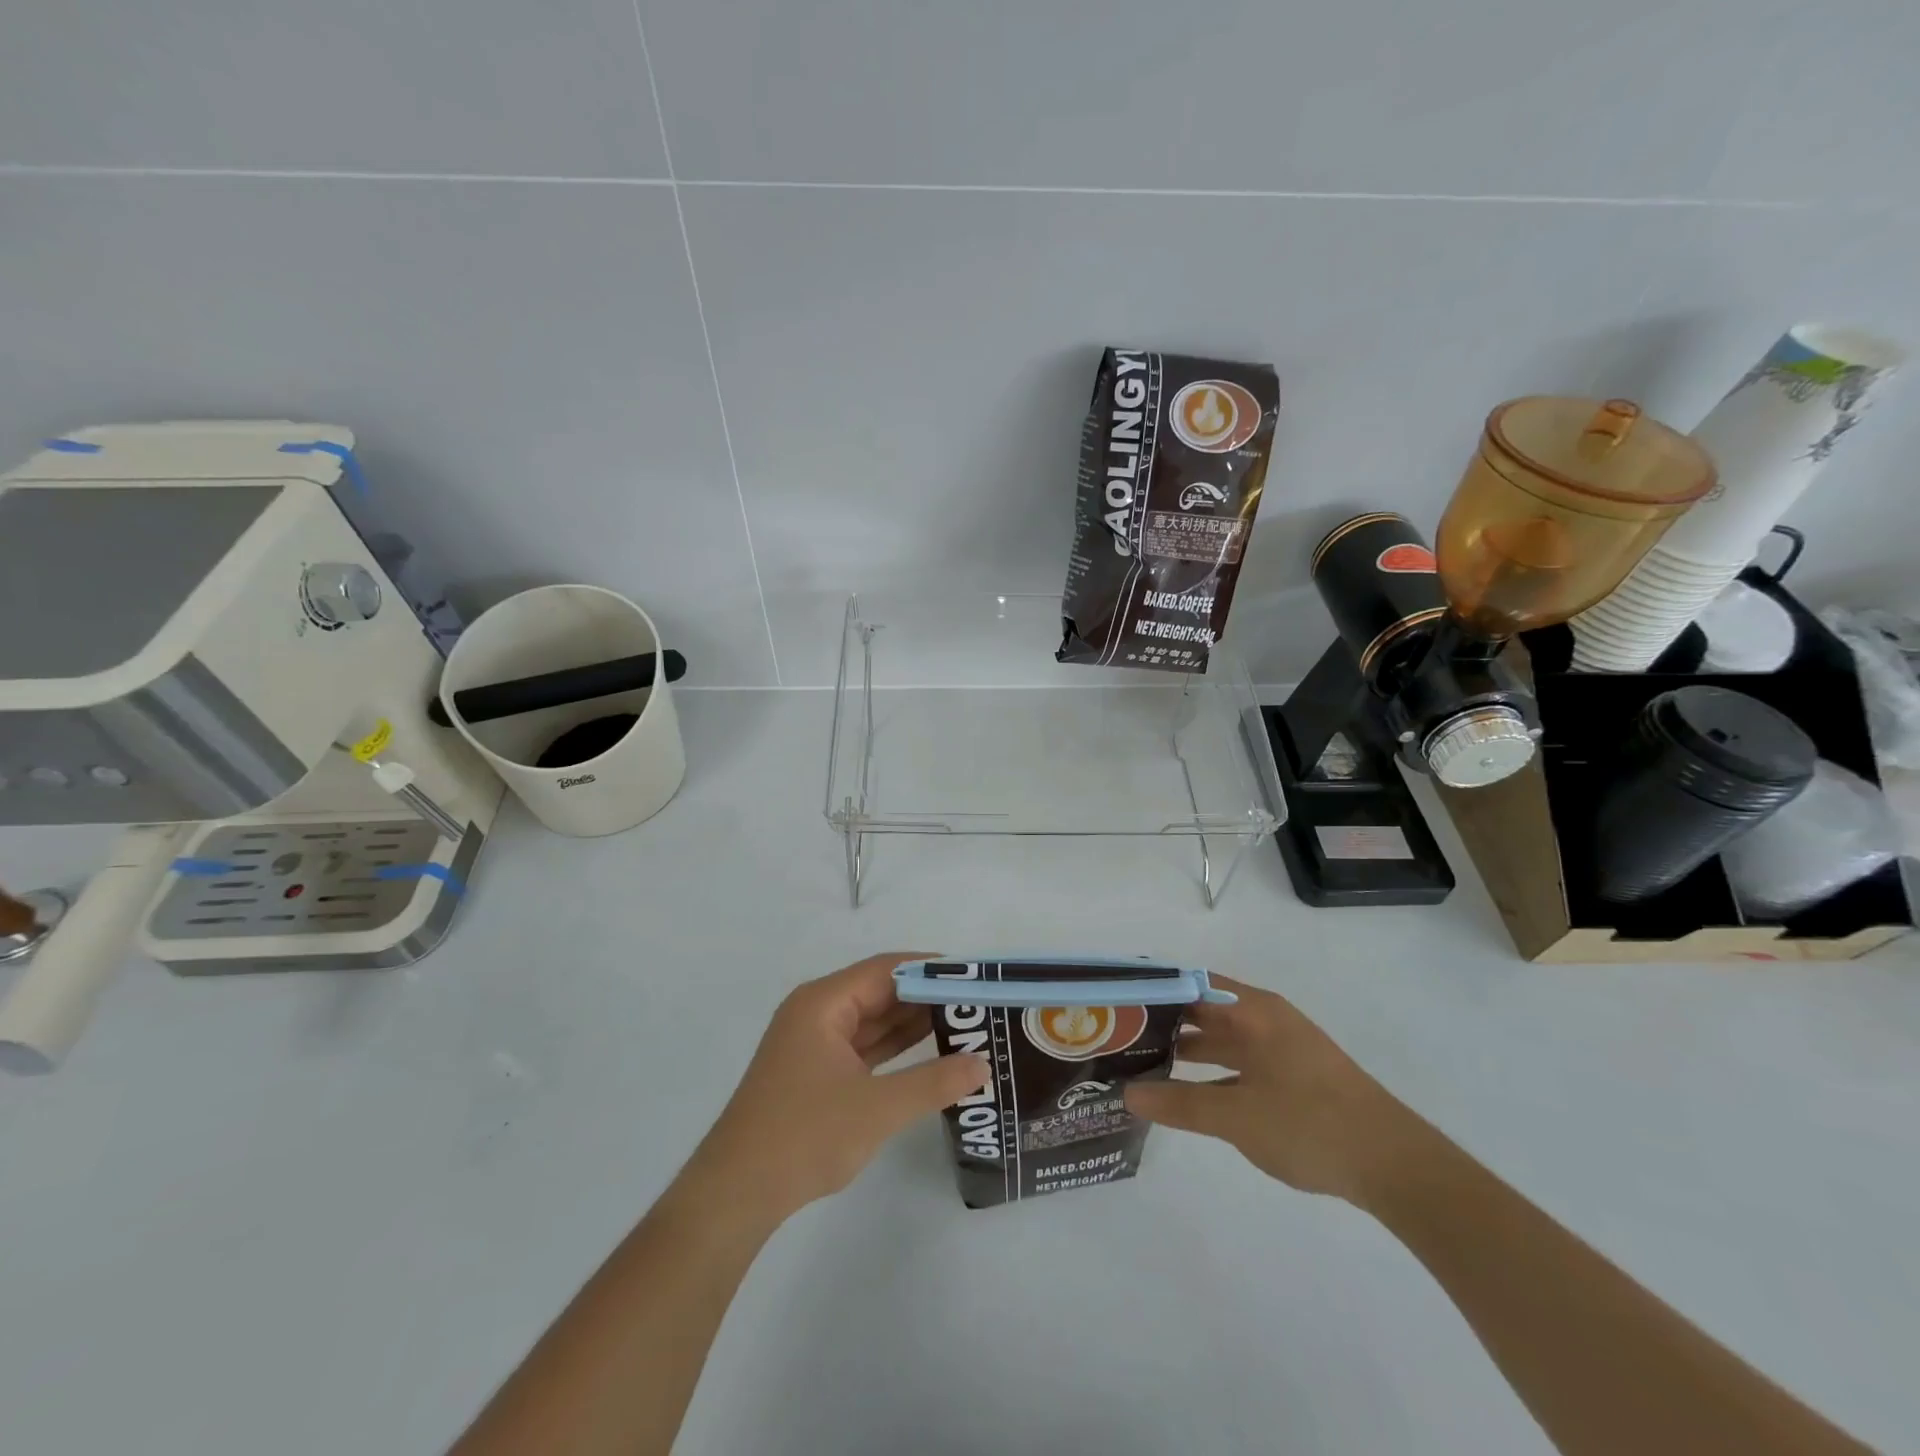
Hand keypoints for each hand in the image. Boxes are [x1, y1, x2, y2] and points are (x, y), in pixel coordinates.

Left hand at [684, 953, 988, 1224]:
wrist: (736, 1194)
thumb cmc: (803, 1136)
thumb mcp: (877, 1108)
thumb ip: (933, 1083)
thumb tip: (982, 1064)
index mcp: (823, 1003)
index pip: (886, 969)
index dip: (930, 969)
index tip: (973, 977)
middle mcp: (817, 1012)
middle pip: (880, 991)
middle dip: (926, 996)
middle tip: (977, 1002)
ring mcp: (814, 1043)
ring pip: (873, 1020)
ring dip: (913, 1022)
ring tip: (965, 1022)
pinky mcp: (816, 1071)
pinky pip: (864, 1046)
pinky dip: (895, 1048)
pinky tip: (931, 1051)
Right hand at [1124, 975, 1420, 1203]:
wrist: (1396, 1166)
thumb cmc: (1309, 1124)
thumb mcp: (1237, 1117)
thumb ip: (1179, 1104)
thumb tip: (1127, 1093)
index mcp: (1252, 1010)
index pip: (1188, 983)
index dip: (1151, 990)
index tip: (1113, 1004)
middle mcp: (1264, 1018)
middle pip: (1202, 1009)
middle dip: (1162, 1022)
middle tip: (1116, 1036)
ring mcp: (1281, 1047)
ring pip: (1221, 1038)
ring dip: (1185, 1049)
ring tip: (1140, 1063)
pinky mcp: (1292, 1076)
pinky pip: (1239, 1062)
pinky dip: (1211, 1072)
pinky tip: (1186, 1093)